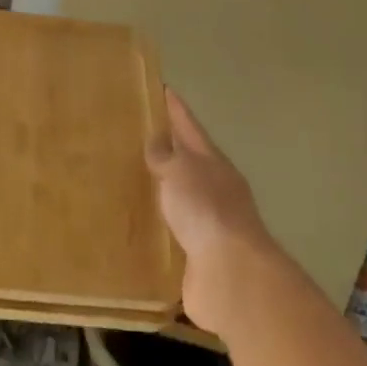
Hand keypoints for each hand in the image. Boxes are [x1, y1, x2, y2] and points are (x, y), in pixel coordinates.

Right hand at [147, 89, 276, 336]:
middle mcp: (215, 189)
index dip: (176, 109)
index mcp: (214, 163)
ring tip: (135, 179)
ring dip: (165, 188)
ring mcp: (211, 222)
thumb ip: (166, 155)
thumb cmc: (206, 210)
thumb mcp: (181, 172)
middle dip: (170, 148)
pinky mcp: (200, 254)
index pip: (191, 127)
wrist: (232, 275)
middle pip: (190, 161)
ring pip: (183, 196)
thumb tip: (157, 139)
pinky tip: (143, 224)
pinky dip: (162, 224)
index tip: (163, 90)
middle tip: (138, 135)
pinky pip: (176, 230)